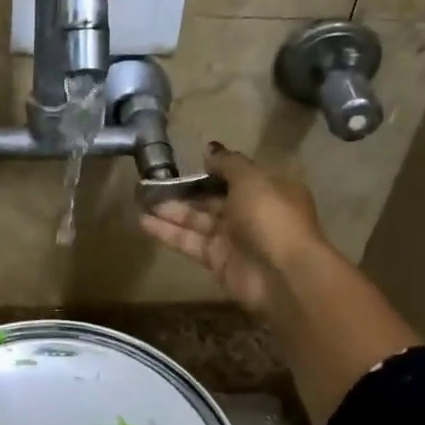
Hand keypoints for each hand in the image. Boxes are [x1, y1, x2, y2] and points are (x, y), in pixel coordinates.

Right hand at [139, 143, 331, 317]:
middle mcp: (252, 211)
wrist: (282, 274)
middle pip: (214, 198)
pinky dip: (168, 233)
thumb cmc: (270, 216)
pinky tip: (143, 223)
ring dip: (171, 211)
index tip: (188, 163)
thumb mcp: (250, 179)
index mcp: (269, 188)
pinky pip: (190, 242)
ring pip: (198, 220)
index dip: (214, 169)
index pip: (237, 175)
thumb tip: (210, 150)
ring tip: (141, 201)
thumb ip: (227, 163)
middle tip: (154, 183)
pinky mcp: (217, 260)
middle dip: (186, 191)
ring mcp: (234, 237)